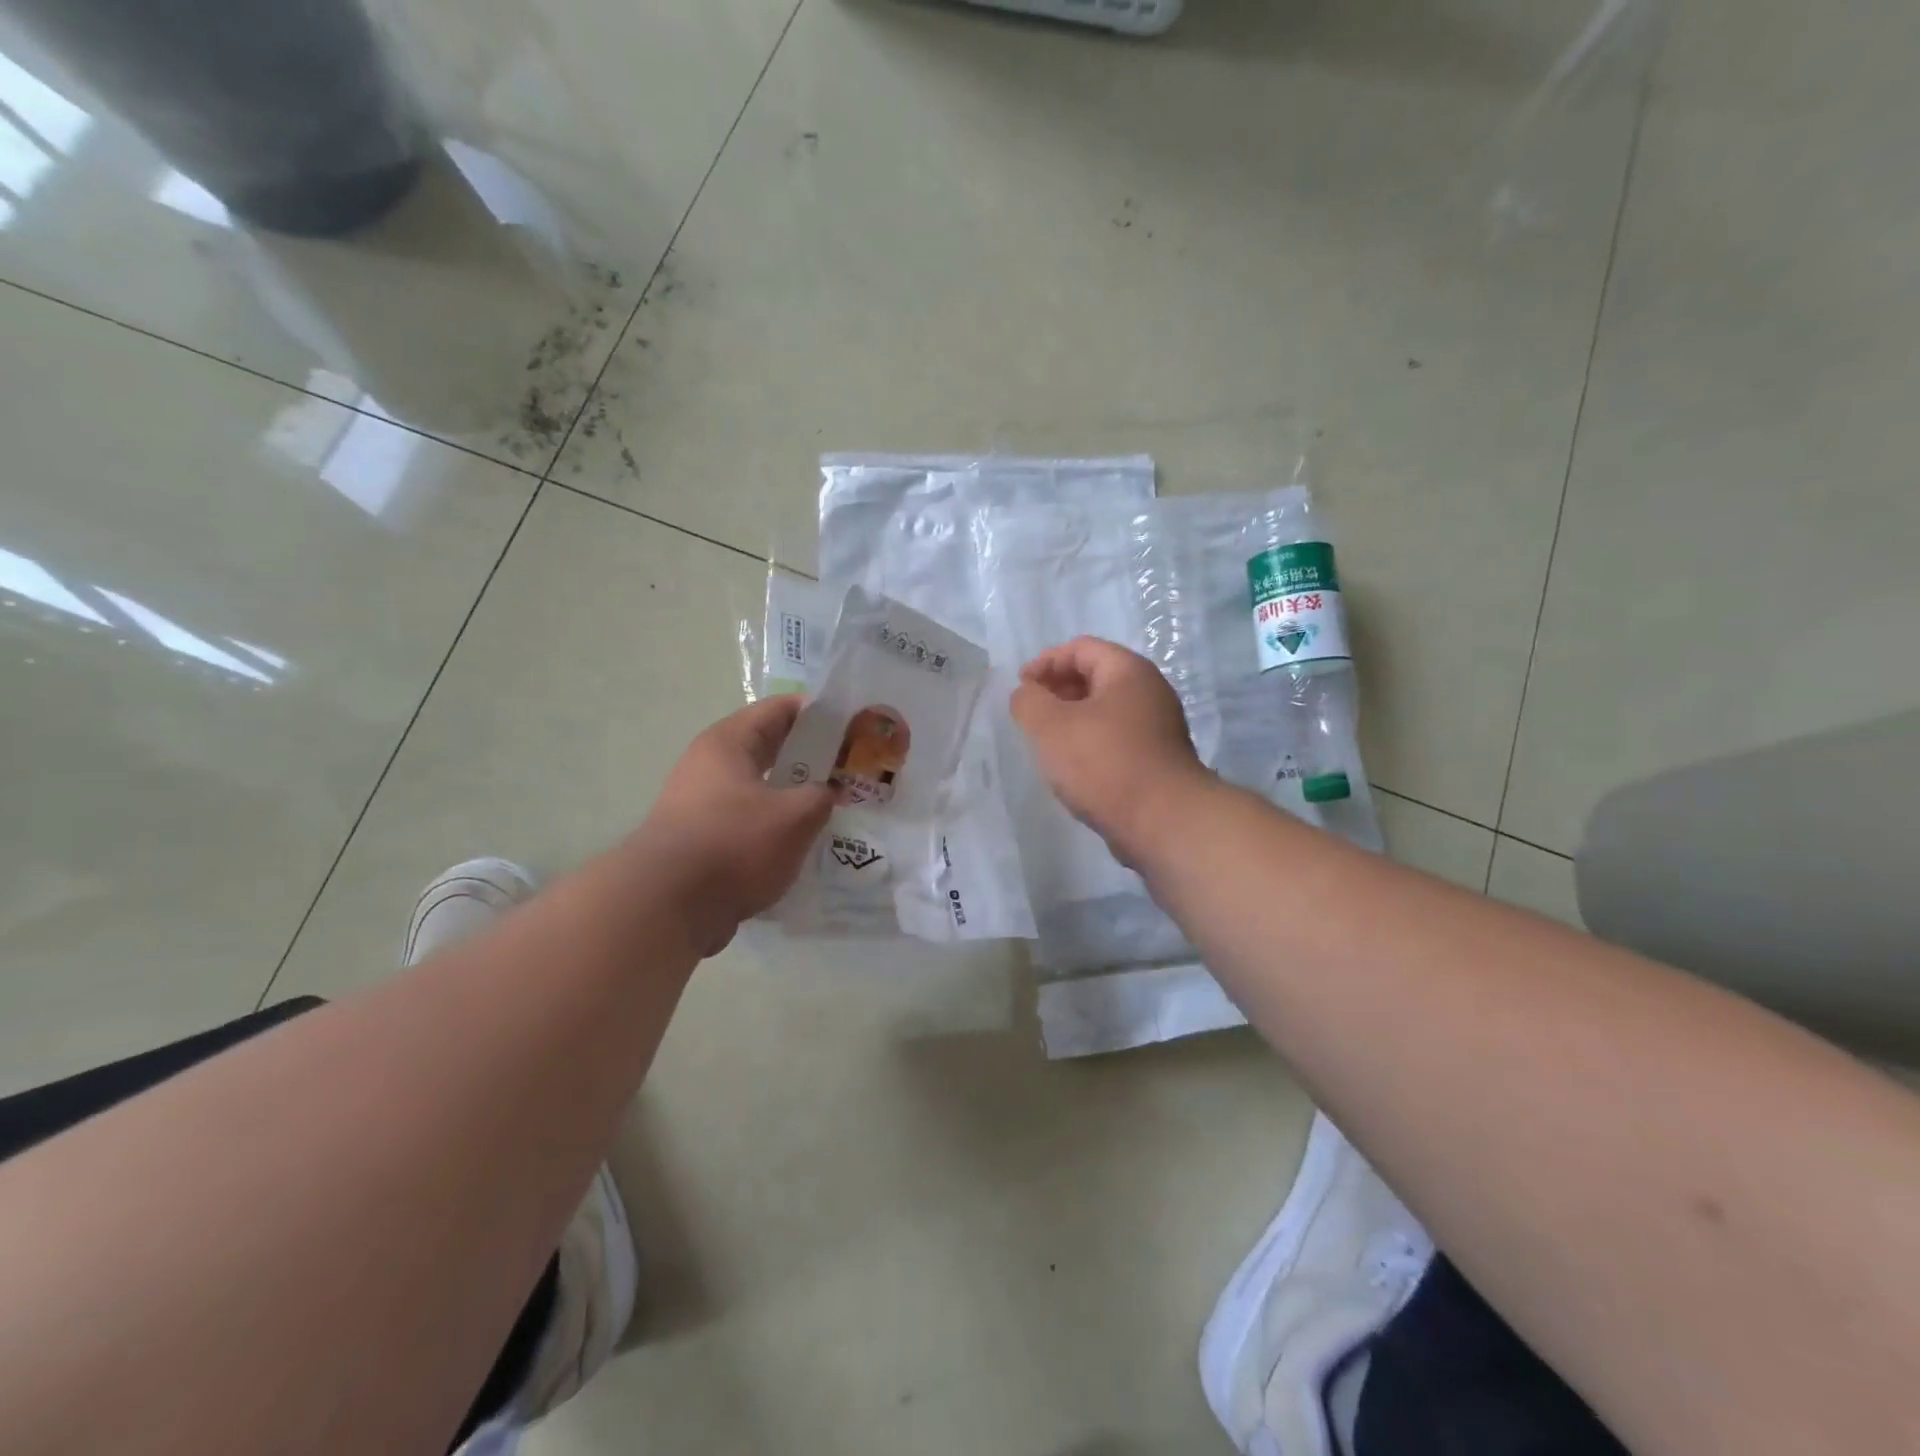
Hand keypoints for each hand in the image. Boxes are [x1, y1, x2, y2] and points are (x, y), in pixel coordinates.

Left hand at [637, 697, 835, 955]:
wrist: (668, 906)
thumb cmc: (735, 845)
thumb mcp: (795, 816)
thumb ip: (820, 796)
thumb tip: (826, 792)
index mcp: (728, 742)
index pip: (779, 709)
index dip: (817, 712)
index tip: (850, 725)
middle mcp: (708, 764)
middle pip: (767, 746)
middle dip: (808, 755)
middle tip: (848, 766)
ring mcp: (700, 803)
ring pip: (757, 785)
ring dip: (791, 792)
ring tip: (830, 804)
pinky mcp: (699, 839)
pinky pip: (746, 818)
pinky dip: (773, 823)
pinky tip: (799, 841)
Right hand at [1010, 636, 1212, 860]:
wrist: (1163, 821)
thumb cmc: (1103, 763)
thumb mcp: (1050, 726)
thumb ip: (1028, 701)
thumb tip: (1027, 694)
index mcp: (1129, 671)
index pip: (1080, 648)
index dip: (1045, 662)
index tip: (1021, 689)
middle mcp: (1150, 692)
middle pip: (1095, 676)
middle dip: (1058, 690)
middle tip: (1031, 715)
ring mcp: (1158, 728)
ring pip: (1105, 711)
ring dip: (1073, 720)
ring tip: (1047, 744)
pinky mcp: (1157, 760)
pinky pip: (1116, 739)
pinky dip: (1091, 744)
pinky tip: (1073, 769)